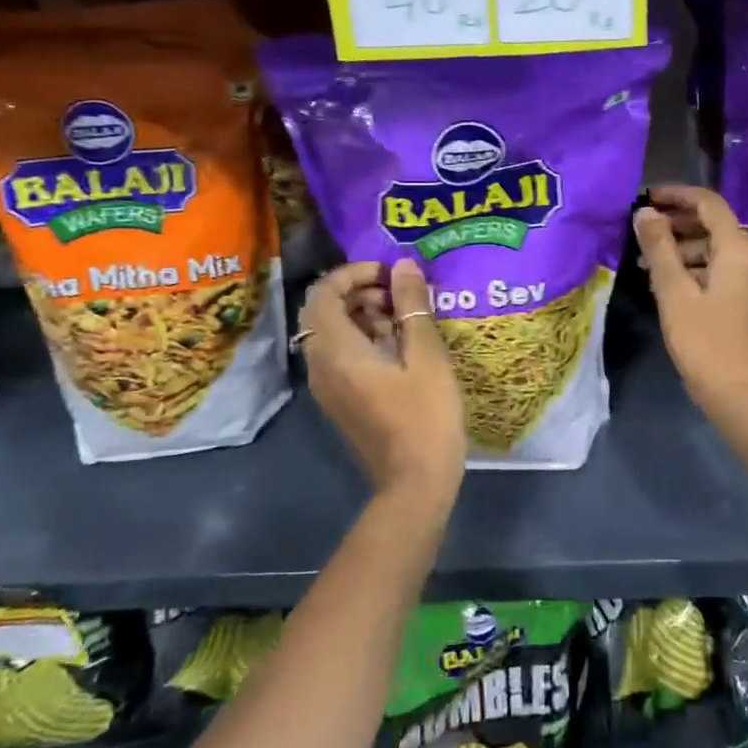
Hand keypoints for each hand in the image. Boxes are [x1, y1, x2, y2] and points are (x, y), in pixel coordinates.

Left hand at [297, 260, 466, 502]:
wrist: (415, 483)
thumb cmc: (426, 415)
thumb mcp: (427, 355)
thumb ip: (412, 306)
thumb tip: (403, 264)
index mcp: (337, 350)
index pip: (324, 292)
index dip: (355, 272)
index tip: (391, 273)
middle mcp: (321, 365)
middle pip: (324, 310)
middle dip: (360, 292)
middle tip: (401, 294)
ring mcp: (327, 385)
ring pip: (332, 333)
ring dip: (363, 314)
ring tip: (406, 319)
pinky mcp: (340, 399)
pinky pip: (340, 355)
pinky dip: (363, 338)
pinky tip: (400, 347)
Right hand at [633, 185, 747, 420]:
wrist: (740, 397)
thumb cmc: (704, 342)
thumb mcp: (674, 293)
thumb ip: (659, 248)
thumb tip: (645, 213)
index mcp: (740, 251)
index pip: (709, 204)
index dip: (677, 195)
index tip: (646, 198)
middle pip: (716, 226)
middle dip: (677, 224)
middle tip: (642, 234)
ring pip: (719, 250)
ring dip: (685, 249)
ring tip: (649, 264)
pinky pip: (726, 270)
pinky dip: (699, 268)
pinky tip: (671, 284)